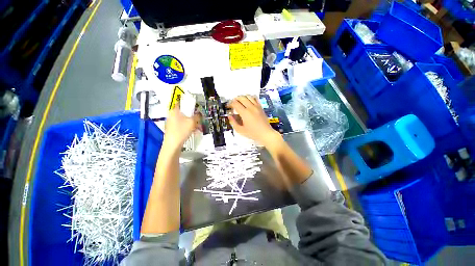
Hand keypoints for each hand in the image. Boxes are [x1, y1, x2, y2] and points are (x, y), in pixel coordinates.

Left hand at [162, 105, 199, 149]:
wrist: (173, 145)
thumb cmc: (181, 131)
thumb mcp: (192, 122)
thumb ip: (197, 116)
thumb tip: (199, 114)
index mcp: (174, 111)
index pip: (181, 102)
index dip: (189, 104)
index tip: (195, 107)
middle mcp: (172, 115)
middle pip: (184, 112)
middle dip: (193, 116)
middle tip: (199, 120)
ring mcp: (172, 122)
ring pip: (184, 119)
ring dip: (192, 122)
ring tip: (198, 128)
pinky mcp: (173, 129)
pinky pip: (182, 125)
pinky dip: (188, 126)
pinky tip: (193, 131)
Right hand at [228, 95, 280, 146]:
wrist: (265, 133)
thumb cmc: (253, 133)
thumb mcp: (240, 130)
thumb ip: (233, 122)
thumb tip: (230, 116)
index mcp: (245, 113)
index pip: (235, 103)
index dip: (230, 104)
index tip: (228, 107)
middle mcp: (251, 108)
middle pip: (241, 97)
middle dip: (235, 99)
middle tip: (233, 104)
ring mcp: (256, 106)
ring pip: (248, 96)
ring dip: (242, 97)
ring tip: (240, 102)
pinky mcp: (260, 107)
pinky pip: (255, 98)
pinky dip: (250, 97)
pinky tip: (248, 101)